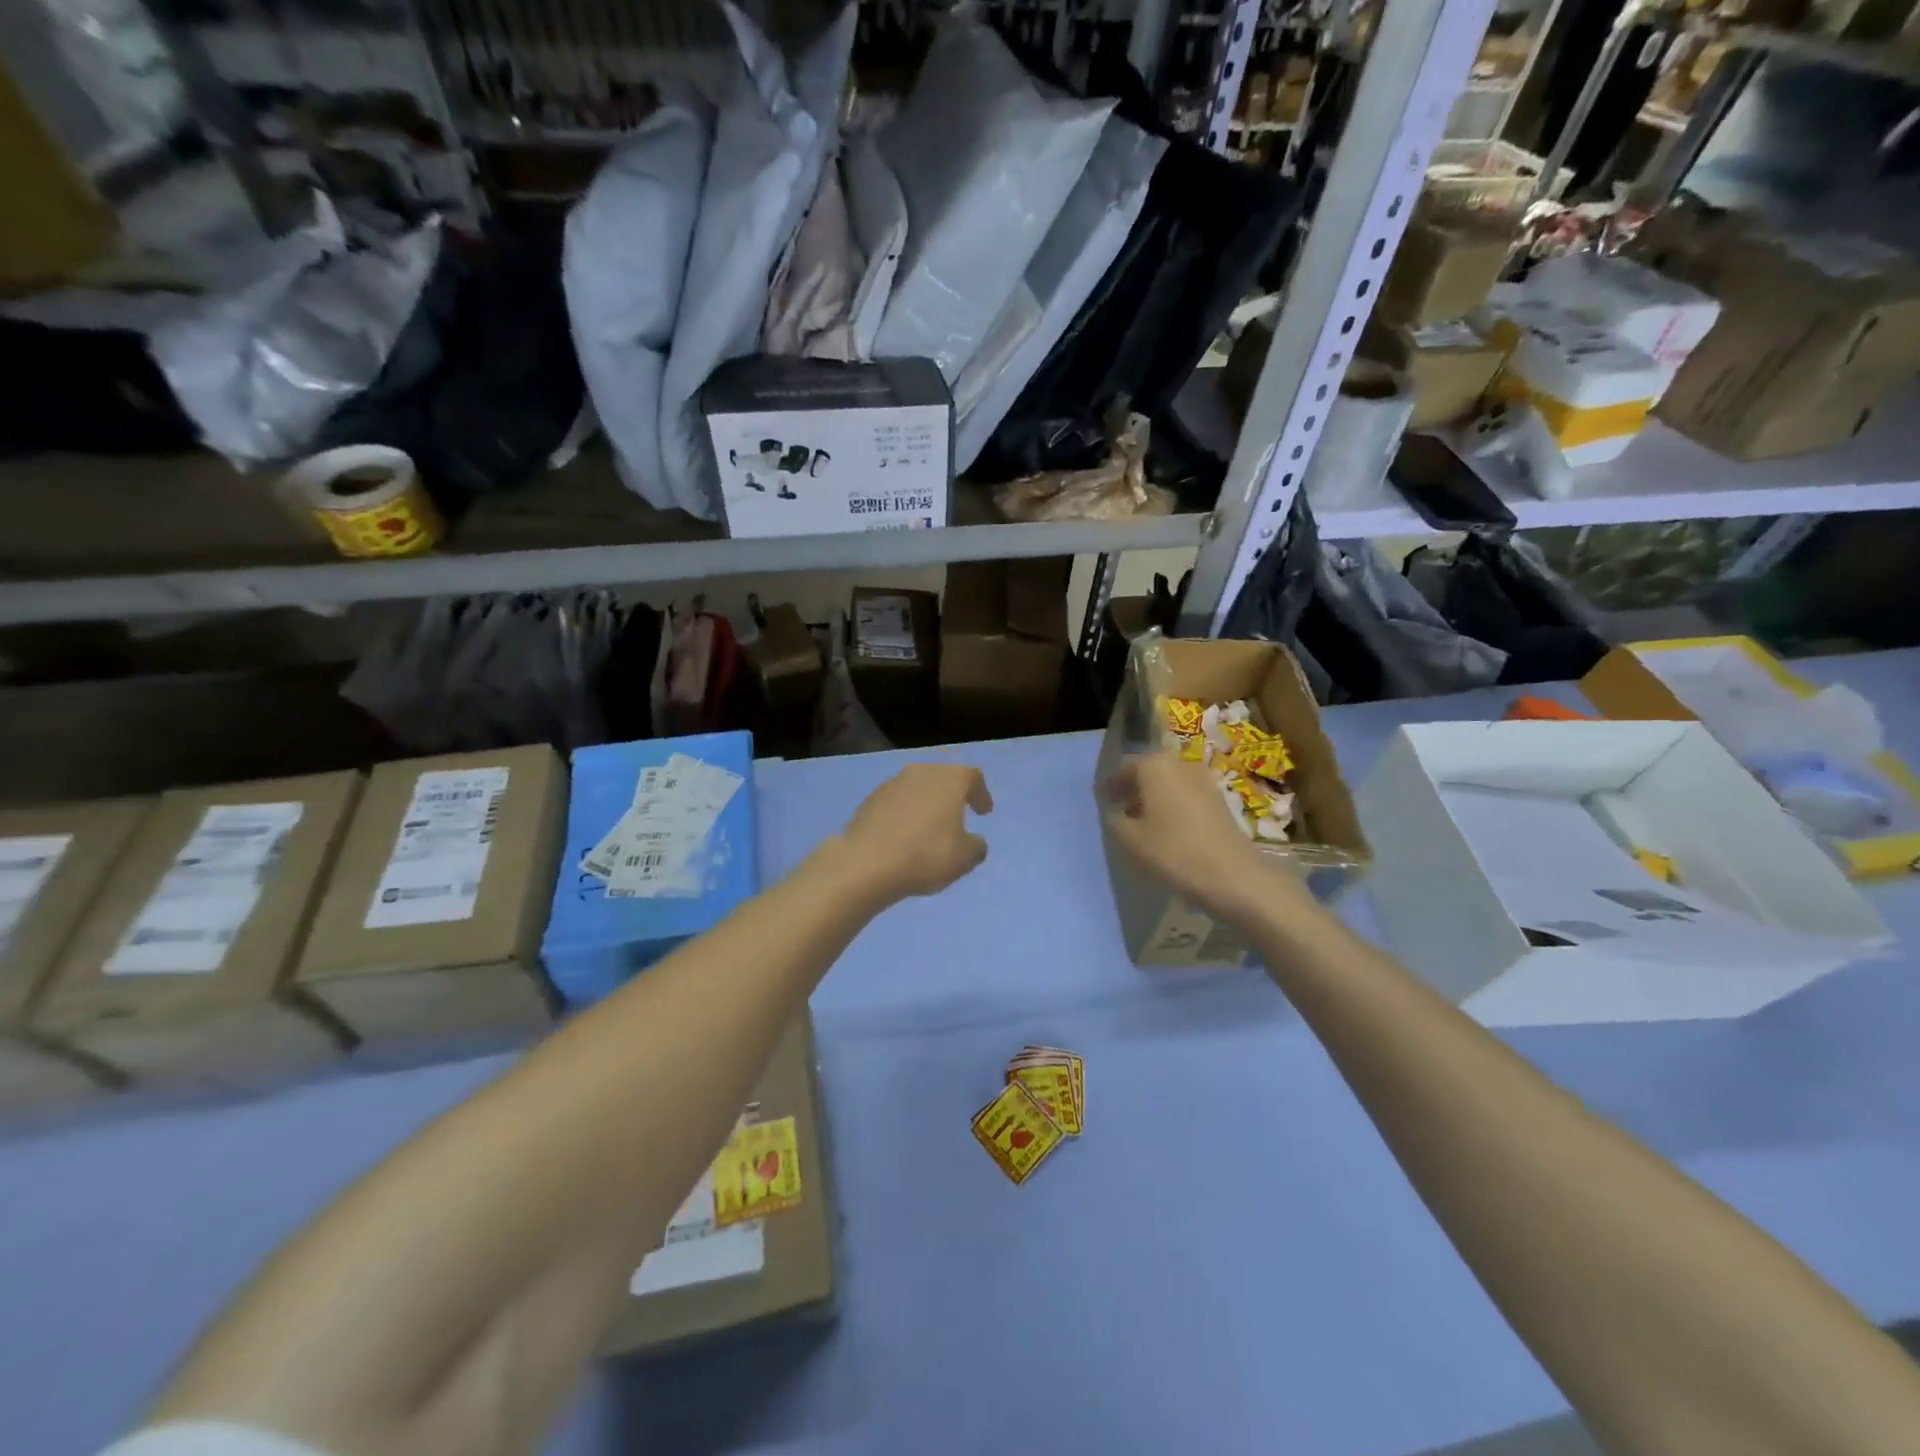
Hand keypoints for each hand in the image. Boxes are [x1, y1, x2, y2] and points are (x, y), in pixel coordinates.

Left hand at [837, 762, 992, 901]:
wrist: (866, 863)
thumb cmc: (925, 855)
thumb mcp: (965, 858)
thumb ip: (976, 846)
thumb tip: (973, 842)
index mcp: (949, 779)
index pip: (972, 777)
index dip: (981, 793)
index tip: (984, 812)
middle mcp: (920, 772)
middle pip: (942, 778)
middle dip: (951, 796)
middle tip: (958, 815)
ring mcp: (891, 784)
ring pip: (916, 789)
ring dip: (925, 805)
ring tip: (929, 829)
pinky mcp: (868, 801)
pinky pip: (895, 804)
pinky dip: (904, 815)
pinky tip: (903, 837)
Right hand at [1102, 752, 1286, 920]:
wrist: (1231, 874)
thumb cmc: (1173, 851)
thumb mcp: (1129, 839)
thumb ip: (1115, 820)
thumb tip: (1115, 812)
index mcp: (1155, 765)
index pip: (1125, 768)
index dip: (1111, 785)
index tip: (1101, 799)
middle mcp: (1180, 764)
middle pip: (1149, 771)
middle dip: (1132, 787)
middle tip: (1118, 807)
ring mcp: (1204, 780)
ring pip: (1169, 783)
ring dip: (1153, 796)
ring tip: (1140, 820)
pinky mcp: (1219, 800)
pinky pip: (1185, 795)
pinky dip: (1171, 804)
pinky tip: (1165, 827)